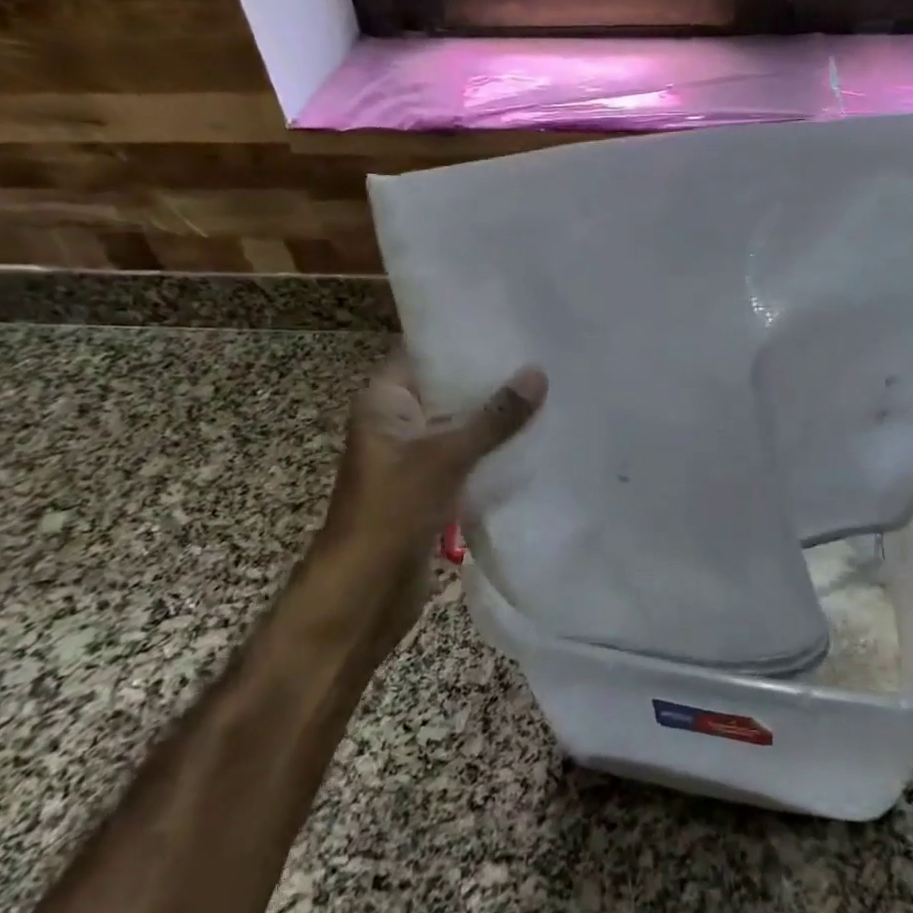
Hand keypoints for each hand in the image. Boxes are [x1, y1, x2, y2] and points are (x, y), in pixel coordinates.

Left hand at [312, 353, 546, 637]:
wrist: (365, 590)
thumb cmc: (393, 508)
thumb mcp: (447, 455)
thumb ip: (495, 416)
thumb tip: (538, 373)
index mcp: (384, 401)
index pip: (424, 353)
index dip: (462, 338)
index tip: (508, 322)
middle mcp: (397, 421)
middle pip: (448, 388)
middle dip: (490, 378)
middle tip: (541, 355)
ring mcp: (414, 455)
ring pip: (461, 424)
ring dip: (496, 416)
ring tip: (548, 390)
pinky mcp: (431, 485)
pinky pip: (467, 456)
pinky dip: (493, 448)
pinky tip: (535, 436)